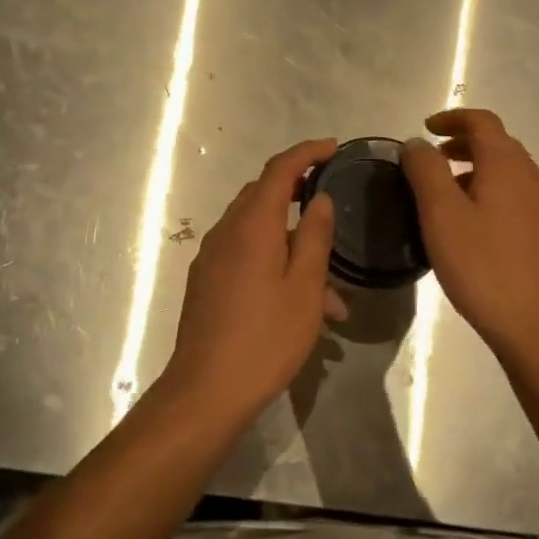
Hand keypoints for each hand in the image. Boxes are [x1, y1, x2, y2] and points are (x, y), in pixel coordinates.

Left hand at [163, 138, 337, 419]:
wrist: (206, 391)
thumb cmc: (265, 338)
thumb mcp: (305, 287)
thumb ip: (315, 237)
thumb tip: (320, 199)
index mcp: (252, 225)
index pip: (279, 169)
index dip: (306, 153)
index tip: (333, 148)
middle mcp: (226, 231)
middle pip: (263, 194)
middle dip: (298, 192)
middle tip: (330, 199)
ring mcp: (212, 257)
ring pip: (256, 230)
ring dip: (291, 241)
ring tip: (331, 288)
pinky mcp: (206, 282)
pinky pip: (244, 255)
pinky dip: (273, 262)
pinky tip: (299, 303)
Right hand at [401, 109, 538, 353]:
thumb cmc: (483, 265)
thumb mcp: (441, 215)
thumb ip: (425, 171)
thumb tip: (417, 143)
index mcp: (506, 165)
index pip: (481, 121)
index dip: (452, 118)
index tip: (426, 128)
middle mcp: (533, 177)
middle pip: (498, 144)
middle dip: (464, 144)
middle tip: (434, 160)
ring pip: (510, 173)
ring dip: (479, 170)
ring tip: (450, 195)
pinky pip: (520, 198)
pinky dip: (495, 194)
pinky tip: (480, 227)